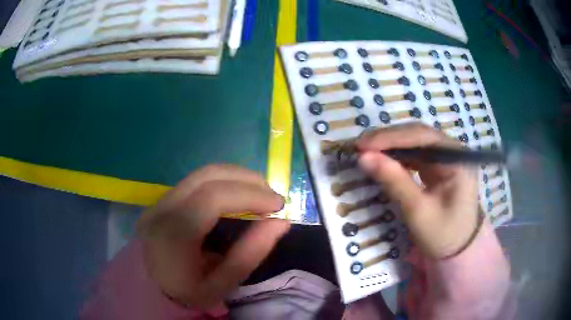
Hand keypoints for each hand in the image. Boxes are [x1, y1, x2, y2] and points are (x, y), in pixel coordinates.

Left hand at [136, 164, 289, 308]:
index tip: (278, 205)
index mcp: (173, 234)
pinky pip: (195, 181)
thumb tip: (280, 223)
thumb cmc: (185, 292)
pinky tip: (237, 195)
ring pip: (201, 174)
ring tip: (259, 193)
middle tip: (271, 196)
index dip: (250, 195)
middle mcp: (161, 209)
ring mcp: (159, 201)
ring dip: (235, 177)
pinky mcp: (161, 200)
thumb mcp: (221, 285)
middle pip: (207, 176)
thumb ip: (250, 253)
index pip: (213, 198)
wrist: (149, 289)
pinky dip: (222, 182)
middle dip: (246, 179)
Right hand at [356, 123, 479, 258]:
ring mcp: (447, 158)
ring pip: (415, 143)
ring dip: (391, 147)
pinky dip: (398, 157)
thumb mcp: (418, 211)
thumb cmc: (443, 235)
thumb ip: (394, 181)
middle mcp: (454, 151)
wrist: (458, 251)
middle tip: (360, 147)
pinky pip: (416, 155)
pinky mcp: (439, 167)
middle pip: (418, 135)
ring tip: (367, 152)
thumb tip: (363, 157)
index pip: (423, 136)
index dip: (391, 137)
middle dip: (389, 140)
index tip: (362, 144)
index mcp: (457, 159)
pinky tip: (383, 161)